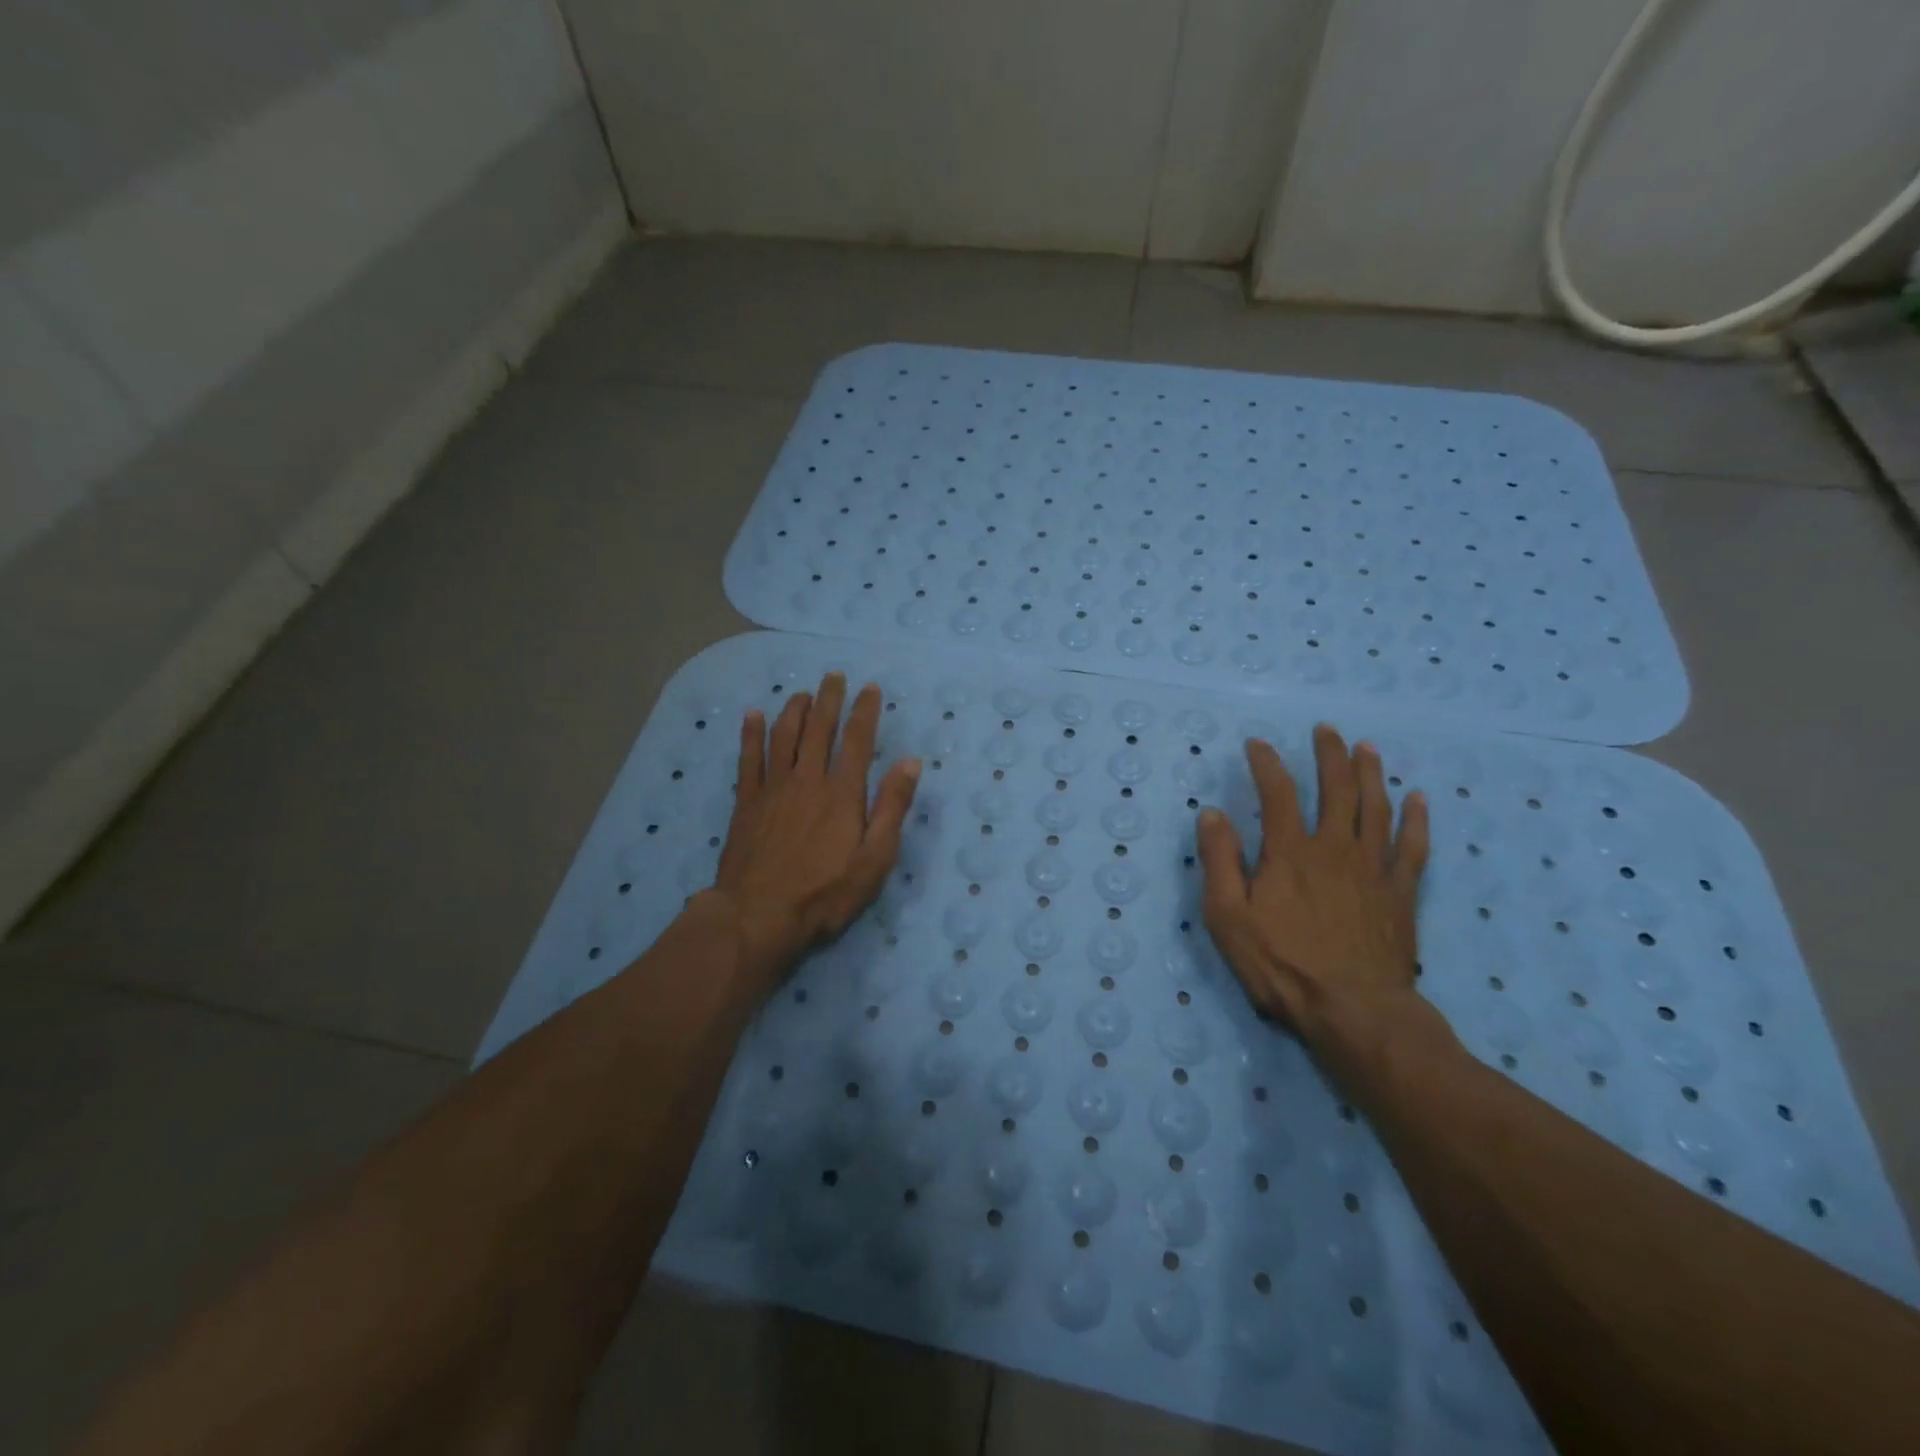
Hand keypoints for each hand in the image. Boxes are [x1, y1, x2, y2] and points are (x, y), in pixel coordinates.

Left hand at [708, 672, 920, 994]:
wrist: (758, 915)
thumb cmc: (825, 892)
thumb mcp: (874, 858)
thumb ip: (892, 808)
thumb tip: (910, 762)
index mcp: (842, 792)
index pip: (858, 740)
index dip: (865, 711)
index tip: (870, 688)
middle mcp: (808, 779)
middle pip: (819, 728)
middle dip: (829, 699)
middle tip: (834, 676)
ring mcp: (773, 788)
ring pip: (783, 736)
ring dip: (794, 710)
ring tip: (801, 693)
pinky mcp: (746, 802)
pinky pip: (748, 758)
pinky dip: (751, 734)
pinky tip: (752, 716)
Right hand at [1196, 725, 1429, 1046]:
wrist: (1353, 1009)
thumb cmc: (1281, 964)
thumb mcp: (1227, 916)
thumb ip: (1219, 860)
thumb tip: (1212, 813)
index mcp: (1289, 852)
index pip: (1277, 793)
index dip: (1266, 763)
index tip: (1257, 744)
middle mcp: (1334, 848)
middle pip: (1337, 789)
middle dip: (1329, 755)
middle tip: (1326, 730)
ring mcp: (1373, 868)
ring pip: (1376, 808)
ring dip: (1371, 774)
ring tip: (1367, 748)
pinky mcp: (1400, 892)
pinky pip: (1413, 847)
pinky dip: (1416, 820)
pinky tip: (1418, 799)